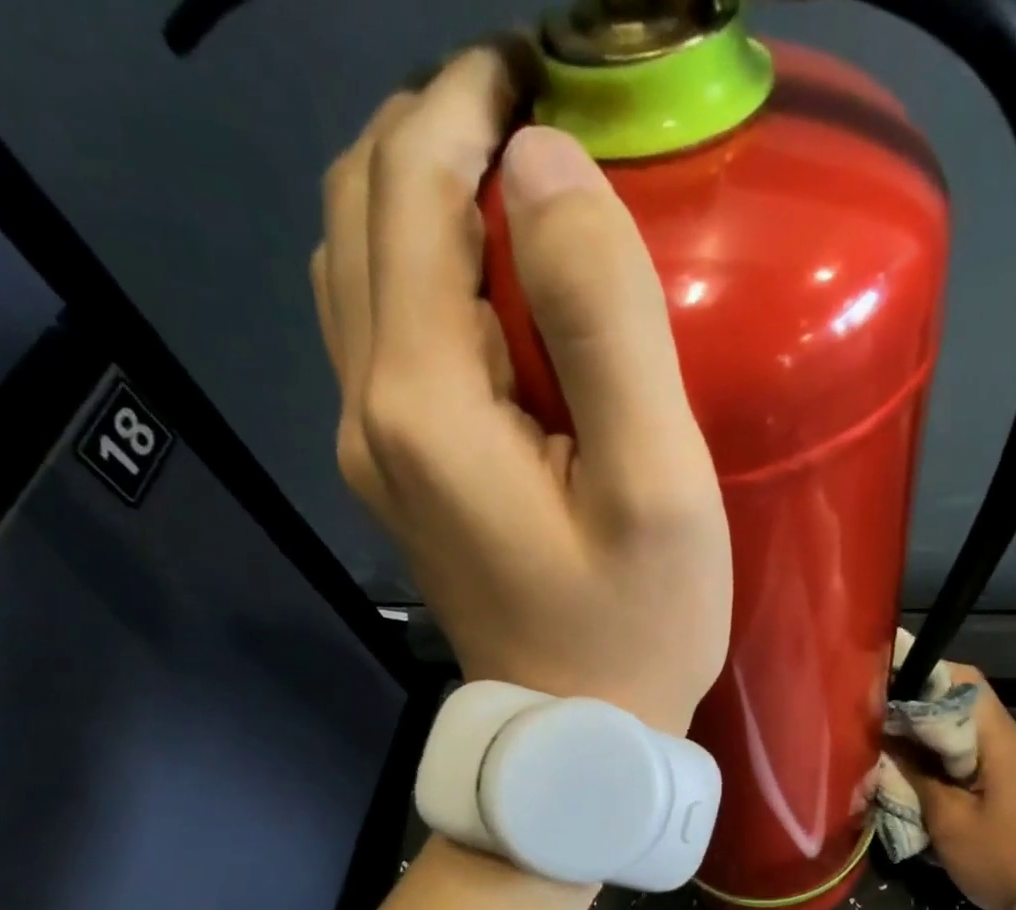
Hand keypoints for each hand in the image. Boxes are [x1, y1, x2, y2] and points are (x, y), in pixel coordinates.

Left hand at [311, 48, 730, 735]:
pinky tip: (493, 292)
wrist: (576, 735)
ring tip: (514, 191)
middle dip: (435, 133)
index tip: (540, 69)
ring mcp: (376, 450)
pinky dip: (424, 277)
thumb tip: (546, 170)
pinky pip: (384, 339)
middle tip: (533, 119)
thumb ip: (605, 323)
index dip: (467, 102)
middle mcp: (371, 410)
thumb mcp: (654, 486)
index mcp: (425, 401)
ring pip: (360, 273)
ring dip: (422, 201)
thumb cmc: (637, 628)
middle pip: (364, 214)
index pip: (412, 190)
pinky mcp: (402, 480)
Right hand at [889, 667, 1015, 909]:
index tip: (887, 691)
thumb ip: (916, 777)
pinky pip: (984, 762)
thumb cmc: (1003, 858)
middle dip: (922, 714)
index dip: (924, 677)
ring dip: (936, 742)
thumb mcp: (948, 821)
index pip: (964, 681)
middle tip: (882, 728)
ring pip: (973, 737)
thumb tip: (889, 745)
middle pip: (966, 708)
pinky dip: (953, 764)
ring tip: (897, 755)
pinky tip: (928, 784)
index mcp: (1001, 741)